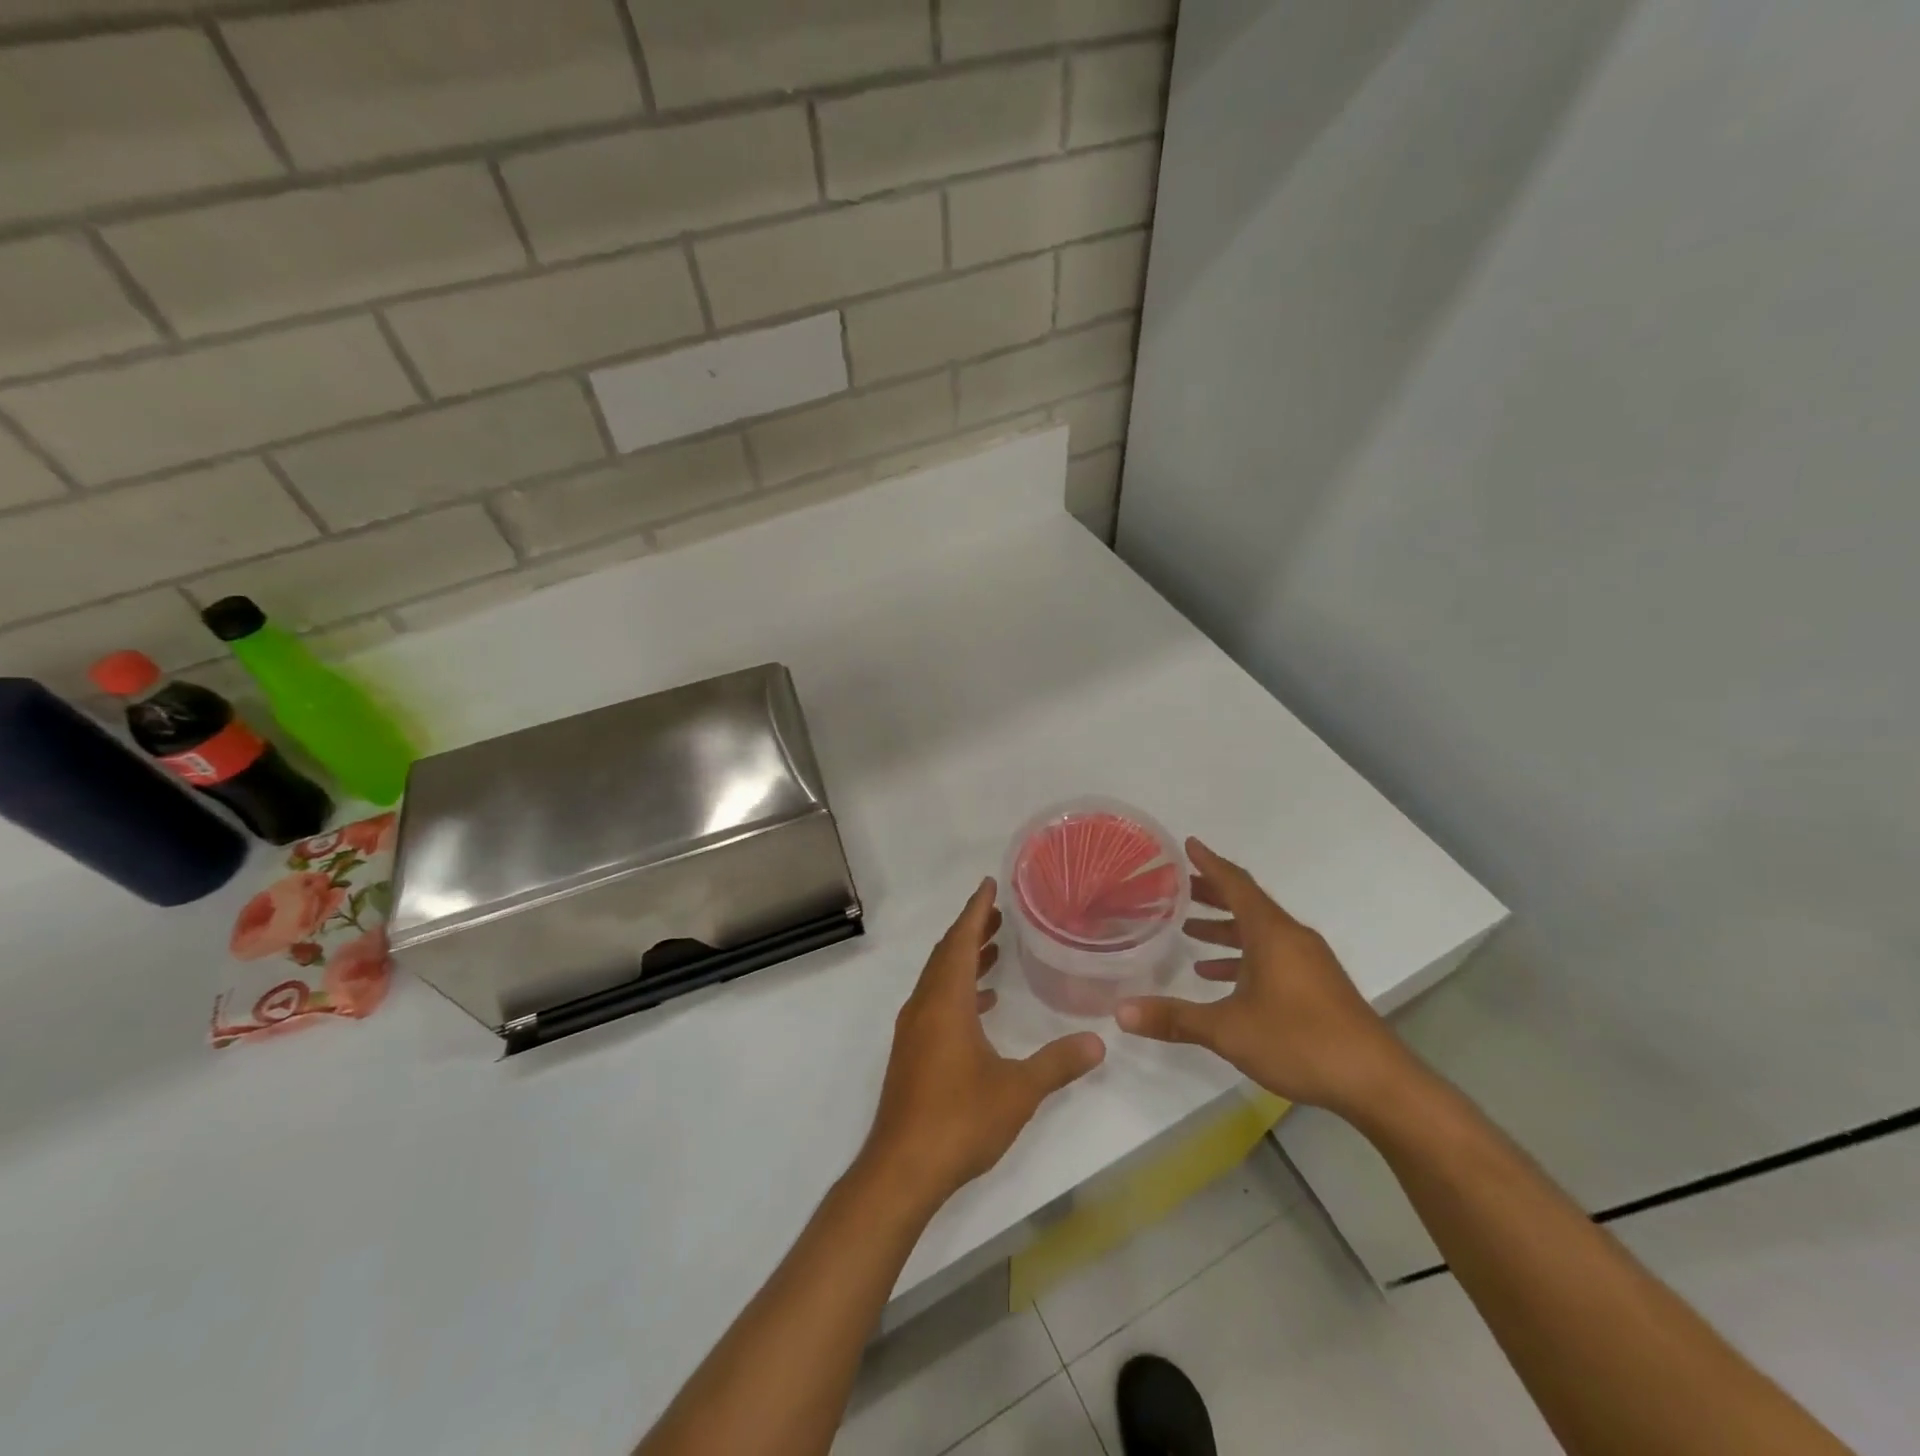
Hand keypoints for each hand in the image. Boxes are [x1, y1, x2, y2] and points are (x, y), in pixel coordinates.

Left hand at [862, 879, 1106, 1205]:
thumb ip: (1058, 1063)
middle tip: (1000, 913)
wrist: (902, 1169)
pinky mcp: (912, 1053)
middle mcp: (924, 1007)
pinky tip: (984, 1005)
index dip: (976, 910)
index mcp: (945, 1002)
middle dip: (972, 930)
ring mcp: (914, 1031)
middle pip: (946, 954)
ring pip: (939, 979)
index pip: (959, 940)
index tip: (989, 884)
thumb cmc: (959, 1119)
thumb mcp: (1018, 1090)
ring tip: (996, 950)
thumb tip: (1098, 1042)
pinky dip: (959, 991)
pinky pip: (936, 1003)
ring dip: (965, 960)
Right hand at [1115, 839, 1414, 1117]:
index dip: (1209, 862)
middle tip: (1173, 888)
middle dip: (1209, 893)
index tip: (1187, 844)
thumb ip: (1174, 1018)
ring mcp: (1306, 961)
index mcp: (1272, 933)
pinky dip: (1241, 956)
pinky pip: (1270, 954)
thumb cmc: (1300, 1041)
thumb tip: (1120, 1013)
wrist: (1376, 1082)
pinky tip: (1215, 974)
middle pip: (1245, 903)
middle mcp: (1290, 937)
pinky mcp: (1315, 984)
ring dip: (1223, 927)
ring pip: (1257, 930)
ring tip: (1187, 929)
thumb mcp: (1228, 1030)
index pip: (1235, 884)